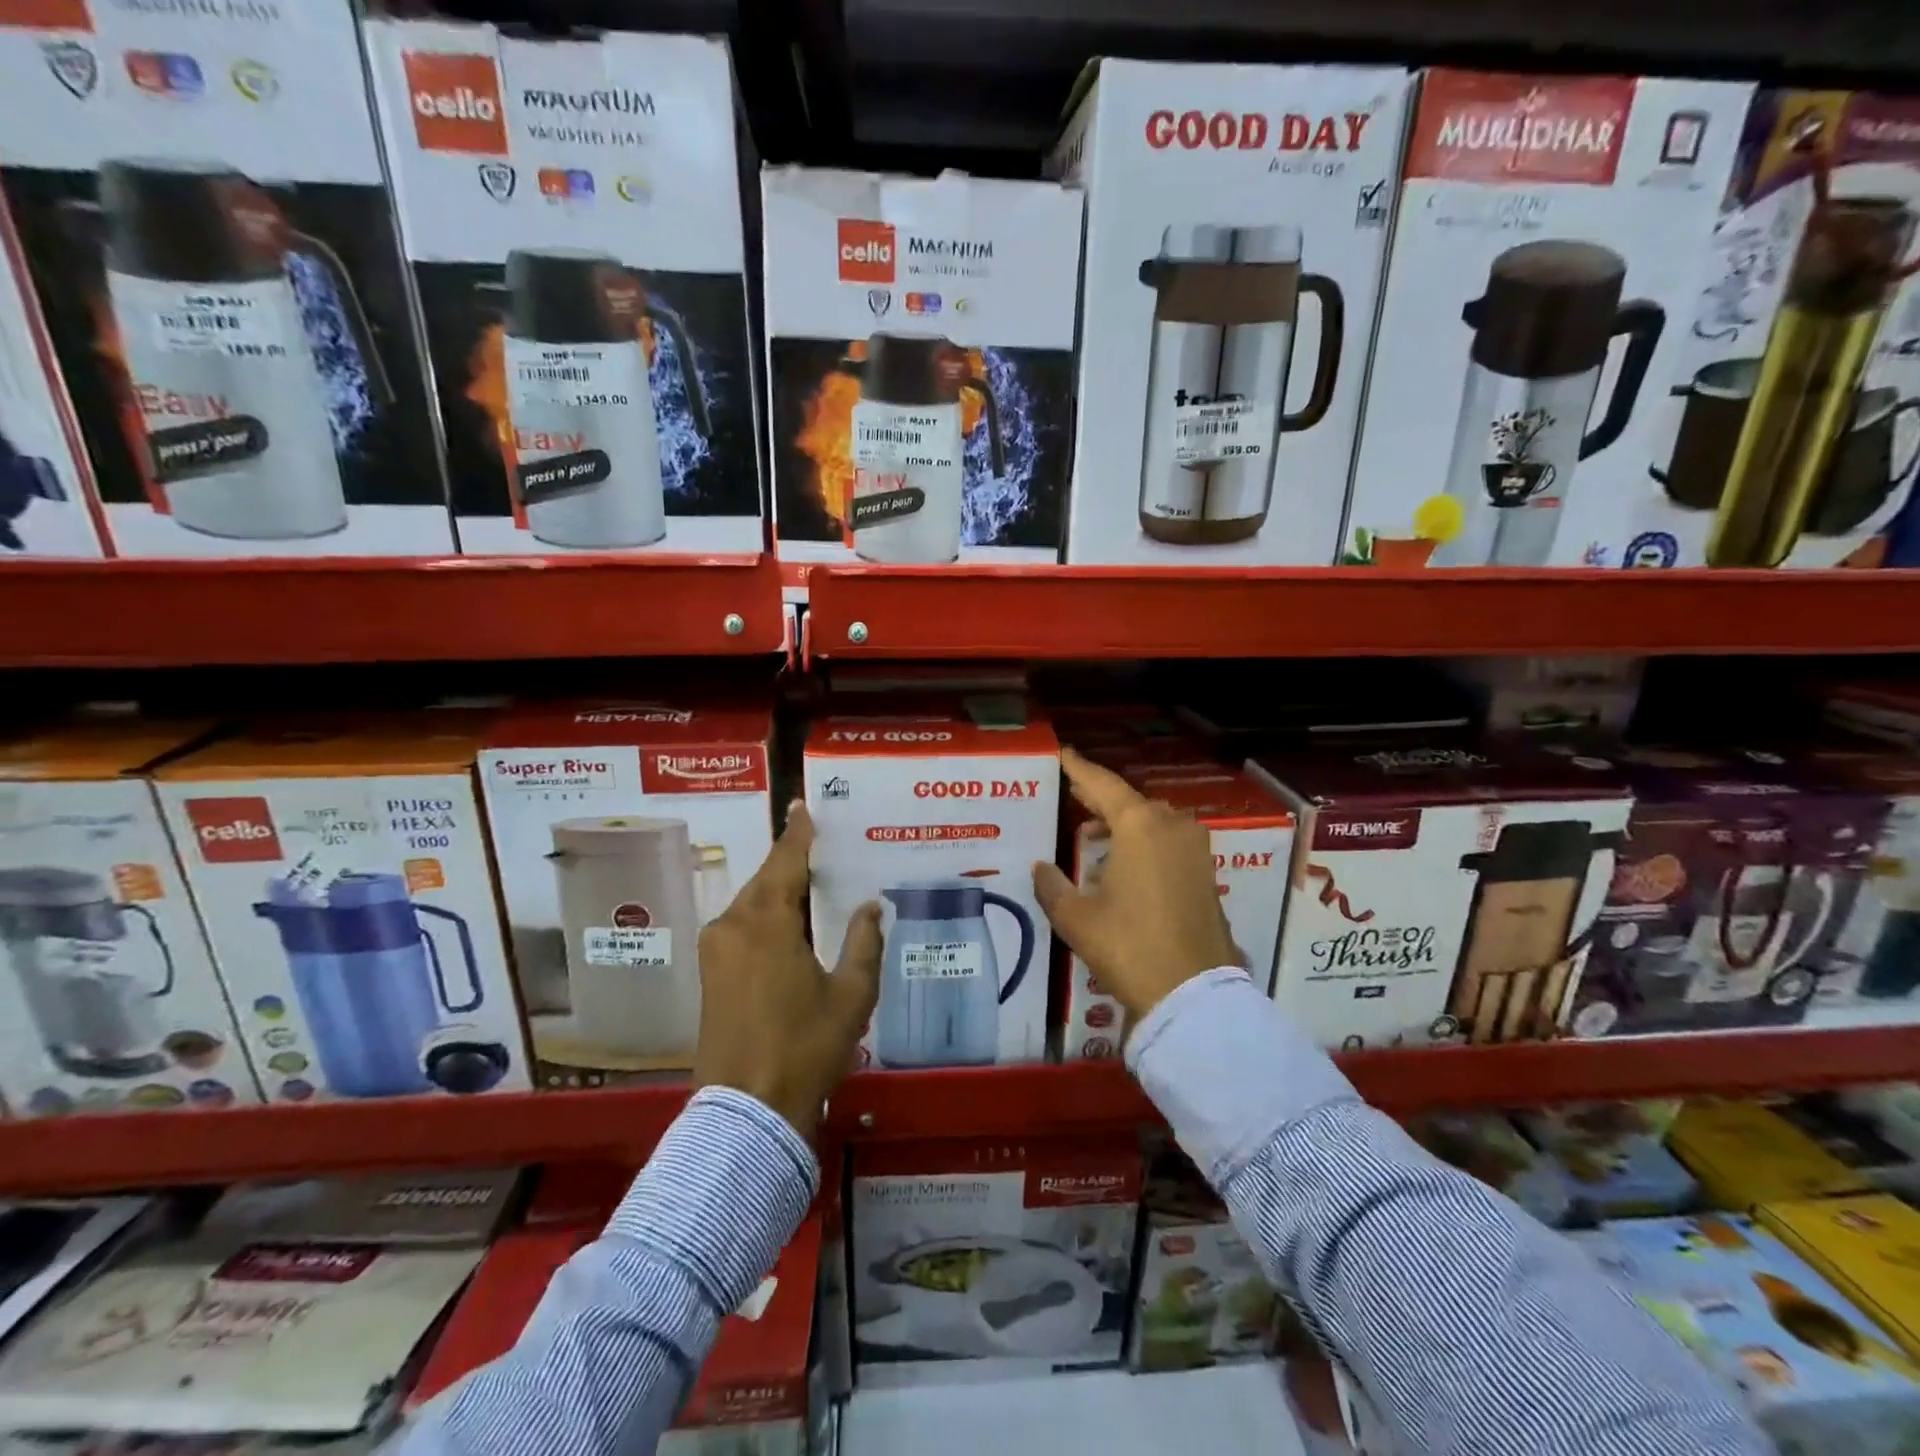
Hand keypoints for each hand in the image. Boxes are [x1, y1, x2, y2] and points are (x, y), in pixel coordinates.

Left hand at [693, 804, 881, 1141]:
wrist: (746, 1111)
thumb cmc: (805, 1046)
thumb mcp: (851, 995)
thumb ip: (864, 943)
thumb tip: (872, 906)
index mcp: (767, 922)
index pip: (786, 861)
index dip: (798, 832)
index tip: (803, 806)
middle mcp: (733, 925)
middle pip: (766, 879)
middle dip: (790, 860)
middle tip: (818, 845)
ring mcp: (716, 950)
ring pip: (751, 902)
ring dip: (777, 889)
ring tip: (809, 880)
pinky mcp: (710, 973)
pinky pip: (741, 925)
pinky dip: (765, 912)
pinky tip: (787, 920)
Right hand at [1033, 747, 1239, 1021]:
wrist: (1193, 993)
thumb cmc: (1128, 945)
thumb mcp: (1076, 918)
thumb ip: (1052, 886)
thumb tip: (1040, 867)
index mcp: (1140, 825)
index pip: (1102, 784)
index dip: (1079, 769)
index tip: (1064, 754)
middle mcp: (1172, 826)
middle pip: (1129, 801)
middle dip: (1100, 798)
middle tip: (1073, 795)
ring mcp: (1195, 849)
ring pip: (1152, 822)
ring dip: (1123, 824)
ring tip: (1092, 836)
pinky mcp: (1206, 873)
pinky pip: (1168, 842)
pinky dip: (1143, 842)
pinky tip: (1122, 864)